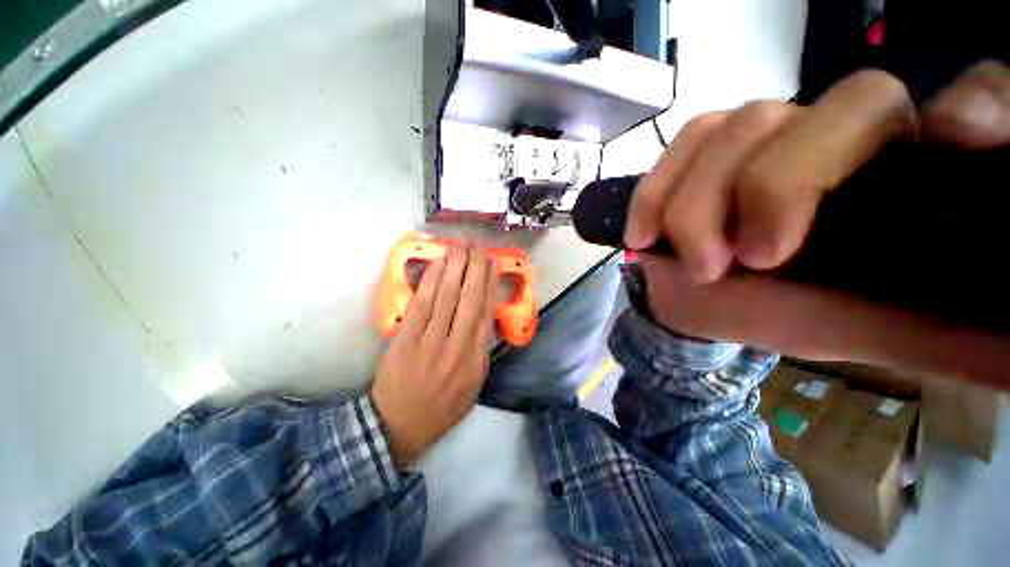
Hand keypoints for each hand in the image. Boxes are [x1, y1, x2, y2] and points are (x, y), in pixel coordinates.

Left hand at [371, 242, 498, 465]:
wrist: (398, 426)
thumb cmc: (441, 408)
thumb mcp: (473, 387)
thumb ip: (481, 351)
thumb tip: (485, 317)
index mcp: (475, 361)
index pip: (485, 313)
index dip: (490, 285)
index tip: (493, 264)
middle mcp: (456, 347)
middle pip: (468, 299)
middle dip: (473, 268)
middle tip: (476, 245)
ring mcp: (429, 342)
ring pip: (445, 297)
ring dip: (453, 267)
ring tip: (459, 245)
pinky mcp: (405, 339)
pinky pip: (421, 305)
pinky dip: (430, 281)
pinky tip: (437, 265)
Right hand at [626, 62, 1009, 386]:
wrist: (706, 300)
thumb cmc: (789, 313)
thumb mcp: (875, 329)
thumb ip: (953, 337)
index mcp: (909, 175)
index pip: (978, 101)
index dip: (982, 104)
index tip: (962, 145)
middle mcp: (847, 133)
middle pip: (843, 107)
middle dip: (781, 187)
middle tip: (749, 261)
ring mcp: (766, 130)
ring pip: (742, 128)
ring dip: (700, 208)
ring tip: (696, 266)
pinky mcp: (704, 145)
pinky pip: (683, 144)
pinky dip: (657, 192)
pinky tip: (645, 235)